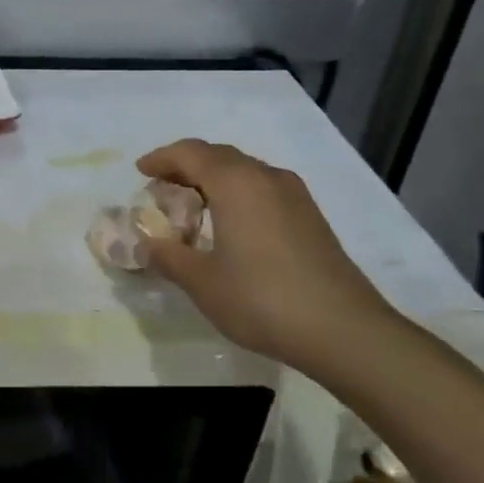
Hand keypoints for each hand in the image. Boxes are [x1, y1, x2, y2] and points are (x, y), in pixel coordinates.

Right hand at [136, 139, 402, 378]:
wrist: (343, 330)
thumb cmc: (261, 299)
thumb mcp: (202, 282)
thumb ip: (168, 257)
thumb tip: (147, 243)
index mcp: (235, 183)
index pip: (190, 153)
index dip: (161, 158)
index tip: (140, 171)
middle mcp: (265, 177)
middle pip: (218, 156)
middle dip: (186, 165)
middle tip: (161, 187)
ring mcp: (294, 195)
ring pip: (244, 171)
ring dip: (213, 179)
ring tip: (192, 205)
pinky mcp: (310, 216)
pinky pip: (262, 188)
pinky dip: (237, 193)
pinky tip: (230, 224)